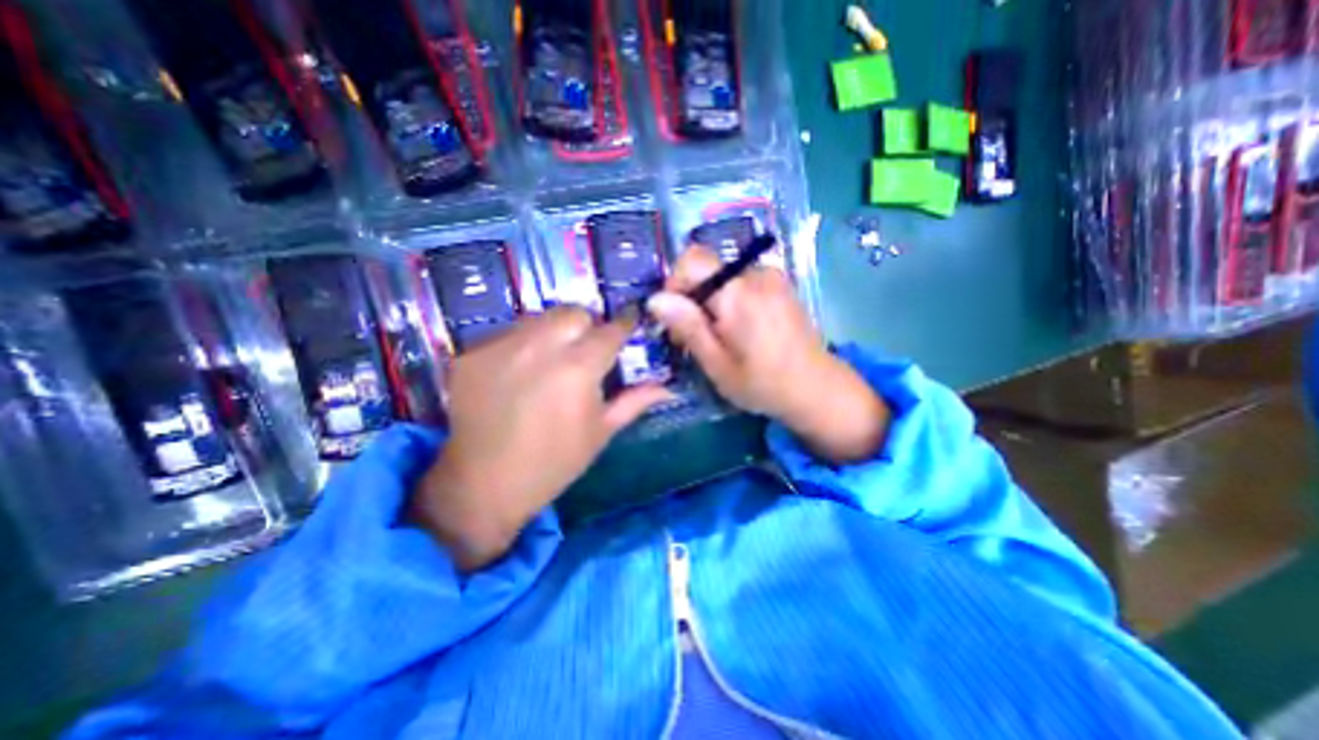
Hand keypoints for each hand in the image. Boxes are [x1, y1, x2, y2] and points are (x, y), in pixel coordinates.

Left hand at [409, 307, 671, 570]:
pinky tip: (518, 374)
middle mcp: (539, 347)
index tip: (629, 326)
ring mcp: (500, 347)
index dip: (624, 325)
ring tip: (550, 361)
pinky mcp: (471, 354)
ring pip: (538, 318)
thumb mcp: (601, 432)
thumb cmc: (554, 462)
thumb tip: (668, 387)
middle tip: (585, 351)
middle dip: (586, 326)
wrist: (485, 486)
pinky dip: (521, 346)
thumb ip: (635, 401)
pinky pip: (507, 335)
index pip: (610, 330)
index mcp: (578, 369)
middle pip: (573, 312)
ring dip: (553, 332)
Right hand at [648, 248, 889, 465]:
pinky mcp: (781, 285)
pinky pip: (743, 282)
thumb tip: (655, 298)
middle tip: (696, 337)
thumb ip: (687, 326)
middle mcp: (757, 274)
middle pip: (707, 269)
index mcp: (738, 292)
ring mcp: (773, 277)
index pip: (692, 259)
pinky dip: (731, 300)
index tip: (676, 317)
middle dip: (693, 298)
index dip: (675, 283)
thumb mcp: (716, 363)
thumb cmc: (762, 383)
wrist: (816, 388)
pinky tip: (741, 330)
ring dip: (712, 302)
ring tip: (720, 337)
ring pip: (723, 277)